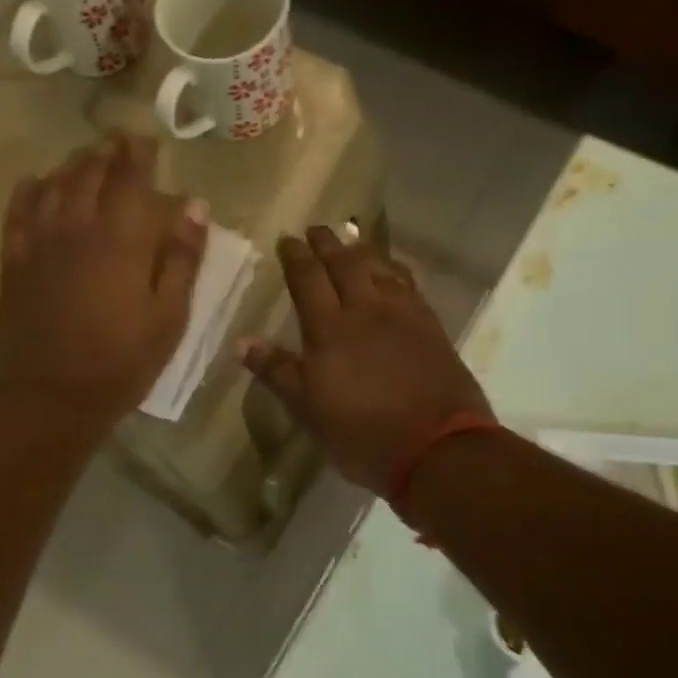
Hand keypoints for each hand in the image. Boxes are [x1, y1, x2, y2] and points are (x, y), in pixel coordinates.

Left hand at [0, 133, 207, 432]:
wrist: (51, 398)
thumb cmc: (121, 363)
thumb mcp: (168, 318)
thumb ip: (182, 259)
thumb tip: (194, 206)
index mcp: (120, 239)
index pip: (130, 177)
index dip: (139, 153)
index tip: (147, 139)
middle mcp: (76, 227)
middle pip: (89, 173)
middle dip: (106, 152)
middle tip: (118, 142)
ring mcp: (39, 243)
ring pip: (53, 185)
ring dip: (72, 165)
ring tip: (85, 159)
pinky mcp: (13, 262)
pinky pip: (18, 212)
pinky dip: (29, 190)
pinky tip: (36, 183)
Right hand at [241, 226, 491, 494]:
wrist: (436, 447)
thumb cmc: (361, 433)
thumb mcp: (308, 409)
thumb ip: (277, 371)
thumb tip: (241, 342)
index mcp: (329, 329)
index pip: (308, 279)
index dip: (296, 256)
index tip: (286, 239)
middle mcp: (366, 309)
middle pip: (344, 263)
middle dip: (327, 243)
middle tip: (316, 229)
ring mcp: (403, 314)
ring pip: (379, 267)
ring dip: (361, 250)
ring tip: (350, 243)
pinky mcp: (430, 326)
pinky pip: (408, 283)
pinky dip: (393, 269)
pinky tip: (391, 272)